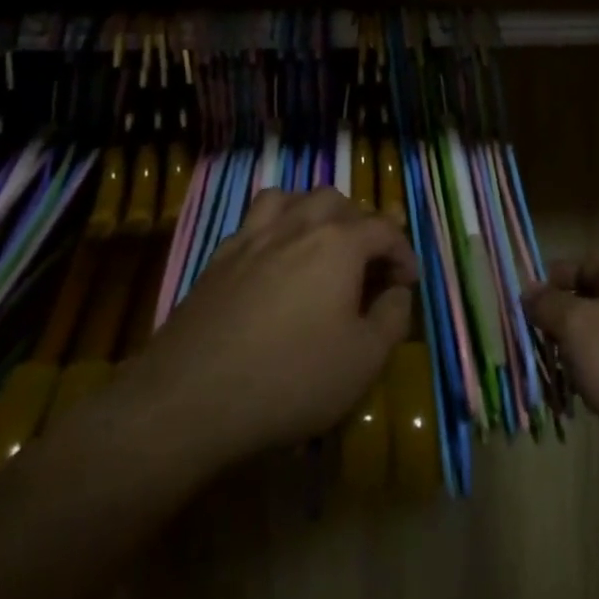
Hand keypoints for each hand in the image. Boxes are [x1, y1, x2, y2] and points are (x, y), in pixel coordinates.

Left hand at [128, 188, 417, 472]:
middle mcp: (296, 226)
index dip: (403, 253)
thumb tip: (396, 292)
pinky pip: (253, 221)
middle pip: (337, 202)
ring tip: (320, 242)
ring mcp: (252, 238)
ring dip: (313, 212)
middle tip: (367, 263)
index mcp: (338, 244)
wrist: (189, 400)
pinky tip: (274, 258)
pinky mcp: (218, 259)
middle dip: (361, 225)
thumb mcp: (364, 360)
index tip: (408, 283)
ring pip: (290, 198)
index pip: (384, 229)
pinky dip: (274, 226)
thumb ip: (392, 318)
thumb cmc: (290, 379)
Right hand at [525, 261, 598, 454]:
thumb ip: (548, 304)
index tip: (525, 306)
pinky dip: (598, 376)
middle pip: (591, 301)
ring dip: (577, 353)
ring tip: (556, 373)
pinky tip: (586, 396)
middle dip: (561, 321)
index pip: (582, 265)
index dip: (552, 281)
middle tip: (535, 343)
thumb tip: (530, 291)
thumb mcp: (576, 325)